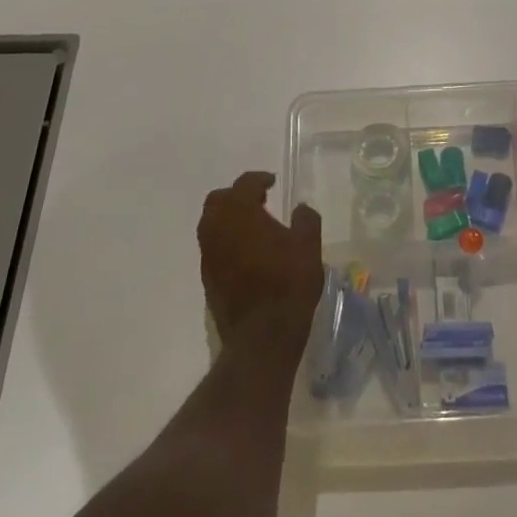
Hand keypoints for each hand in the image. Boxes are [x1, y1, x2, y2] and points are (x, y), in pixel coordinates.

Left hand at [197, 171, 323, 341]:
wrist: (262, 337)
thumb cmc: (288, 284)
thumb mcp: (308, 247)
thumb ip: (306, 220)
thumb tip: (300, 209)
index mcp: (240, 213)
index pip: (245, 184)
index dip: (259, 179)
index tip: (272, 183)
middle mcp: (217, 229)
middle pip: (218, 200)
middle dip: (236, 196)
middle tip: (259, 201)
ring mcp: (208, 255)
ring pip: (211, 224)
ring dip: (229, 219)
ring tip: (253, 227)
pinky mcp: (207, 278)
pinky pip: (213, 247)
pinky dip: (227, 241)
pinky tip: (247, 253)